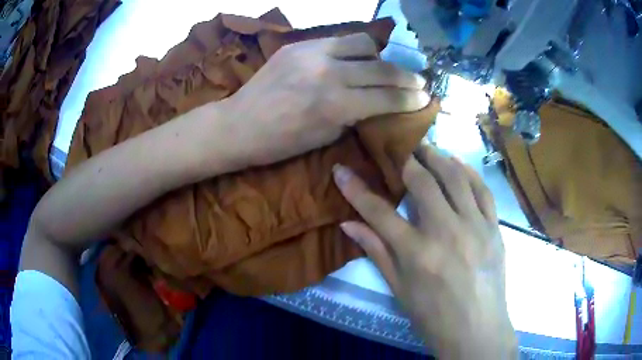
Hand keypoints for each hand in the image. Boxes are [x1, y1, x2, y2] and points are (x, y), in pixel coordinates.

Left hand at [224, 33, 428, 165]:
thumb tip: (376, 102)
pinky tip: (356, 58)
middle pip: (382, 68)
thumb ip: (355, 114)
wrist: (239, 124)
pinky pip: (338, 39)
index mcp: (336, 105)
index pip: (387, 98)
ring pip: (363, 43)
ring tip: (384, 66)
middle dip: (407, 76)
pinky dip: (354, 49)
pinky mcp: (298, 44)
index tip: (427, 98)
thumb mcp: (326, 136)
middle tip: (420, 81)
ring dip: (380, 55)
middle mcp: (329, 73)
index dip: (411, 99)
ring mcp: (312, 53)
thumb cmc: (281, 143)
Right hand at [333, 144, 516, 358]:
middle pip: (422, 182)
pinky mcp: (494, 227)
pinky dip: (468, 171)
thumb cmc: (434, 316)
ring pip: (455, 177)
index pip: (379, 211)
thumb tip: (348, 224)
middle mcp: (447, 233)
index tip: (340, 169)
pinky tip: (457, 161)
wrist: (476, 330)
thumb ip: (376, 252)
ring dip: (437, 157)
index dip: (356, 188)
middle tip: (396, 147)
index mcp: (418, 254)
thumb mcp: (399, 290)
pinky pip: (482, 190)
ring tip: (425, 147)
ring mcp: (476, 226)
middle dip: (404, 160)